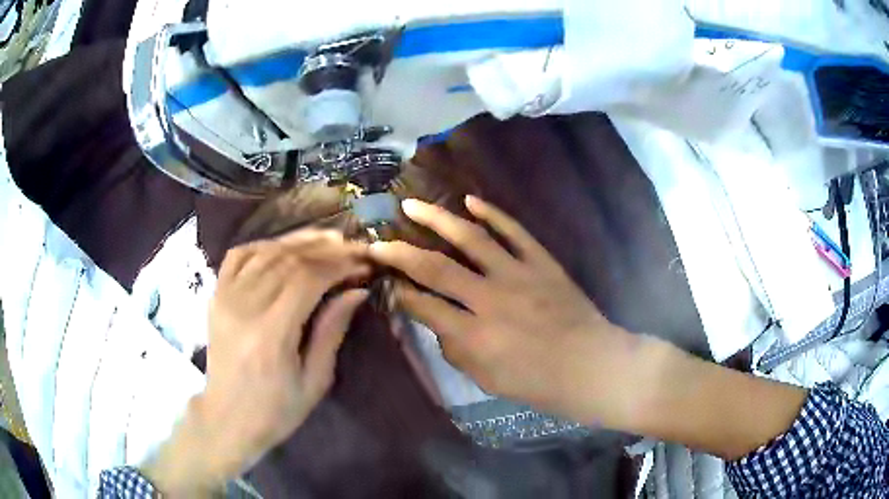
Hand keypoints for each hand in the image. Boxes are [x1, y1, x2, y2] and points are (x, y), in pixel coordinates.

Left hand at [144, 229, 369, 494]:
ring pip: (265, 251)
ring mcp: (225, 298)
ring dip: (299, 242)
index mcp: (271, 334)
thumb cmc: (275, 410)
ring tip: (327, 241)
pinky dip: (264, 245)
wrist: (227, 418)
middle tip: (352, 249)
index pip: (307, 279)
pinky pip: (238, 255)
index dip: (338, 265)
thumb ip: (332, 331)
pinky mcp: (216, 296)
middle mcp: (244, 307)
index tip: (362, 263)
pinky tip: (283, 248)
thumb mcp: (314, 381)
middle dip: (325, 249)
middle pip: (288, 259)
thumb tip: (357, 292)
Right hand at [368, 197, 639, 423]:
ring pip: (471, 239)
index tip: (383, 280)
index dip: (398, 291)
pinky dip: (493, 214)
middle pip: (435, 268)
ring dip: (438, 219)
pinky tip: (471, 201)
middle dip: (400, 252)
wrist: (590, 365)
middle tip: (378, 240)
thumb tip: (437, 322)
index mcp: (474, 335)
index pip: (422, 305)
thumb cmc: (537, 383)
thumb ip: (455, 350)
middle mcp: (490, 299)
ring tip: (412, 204)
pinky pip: (515, 231)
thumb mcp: (486, 380)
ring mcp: (518, 275)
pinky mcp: (542, 262)